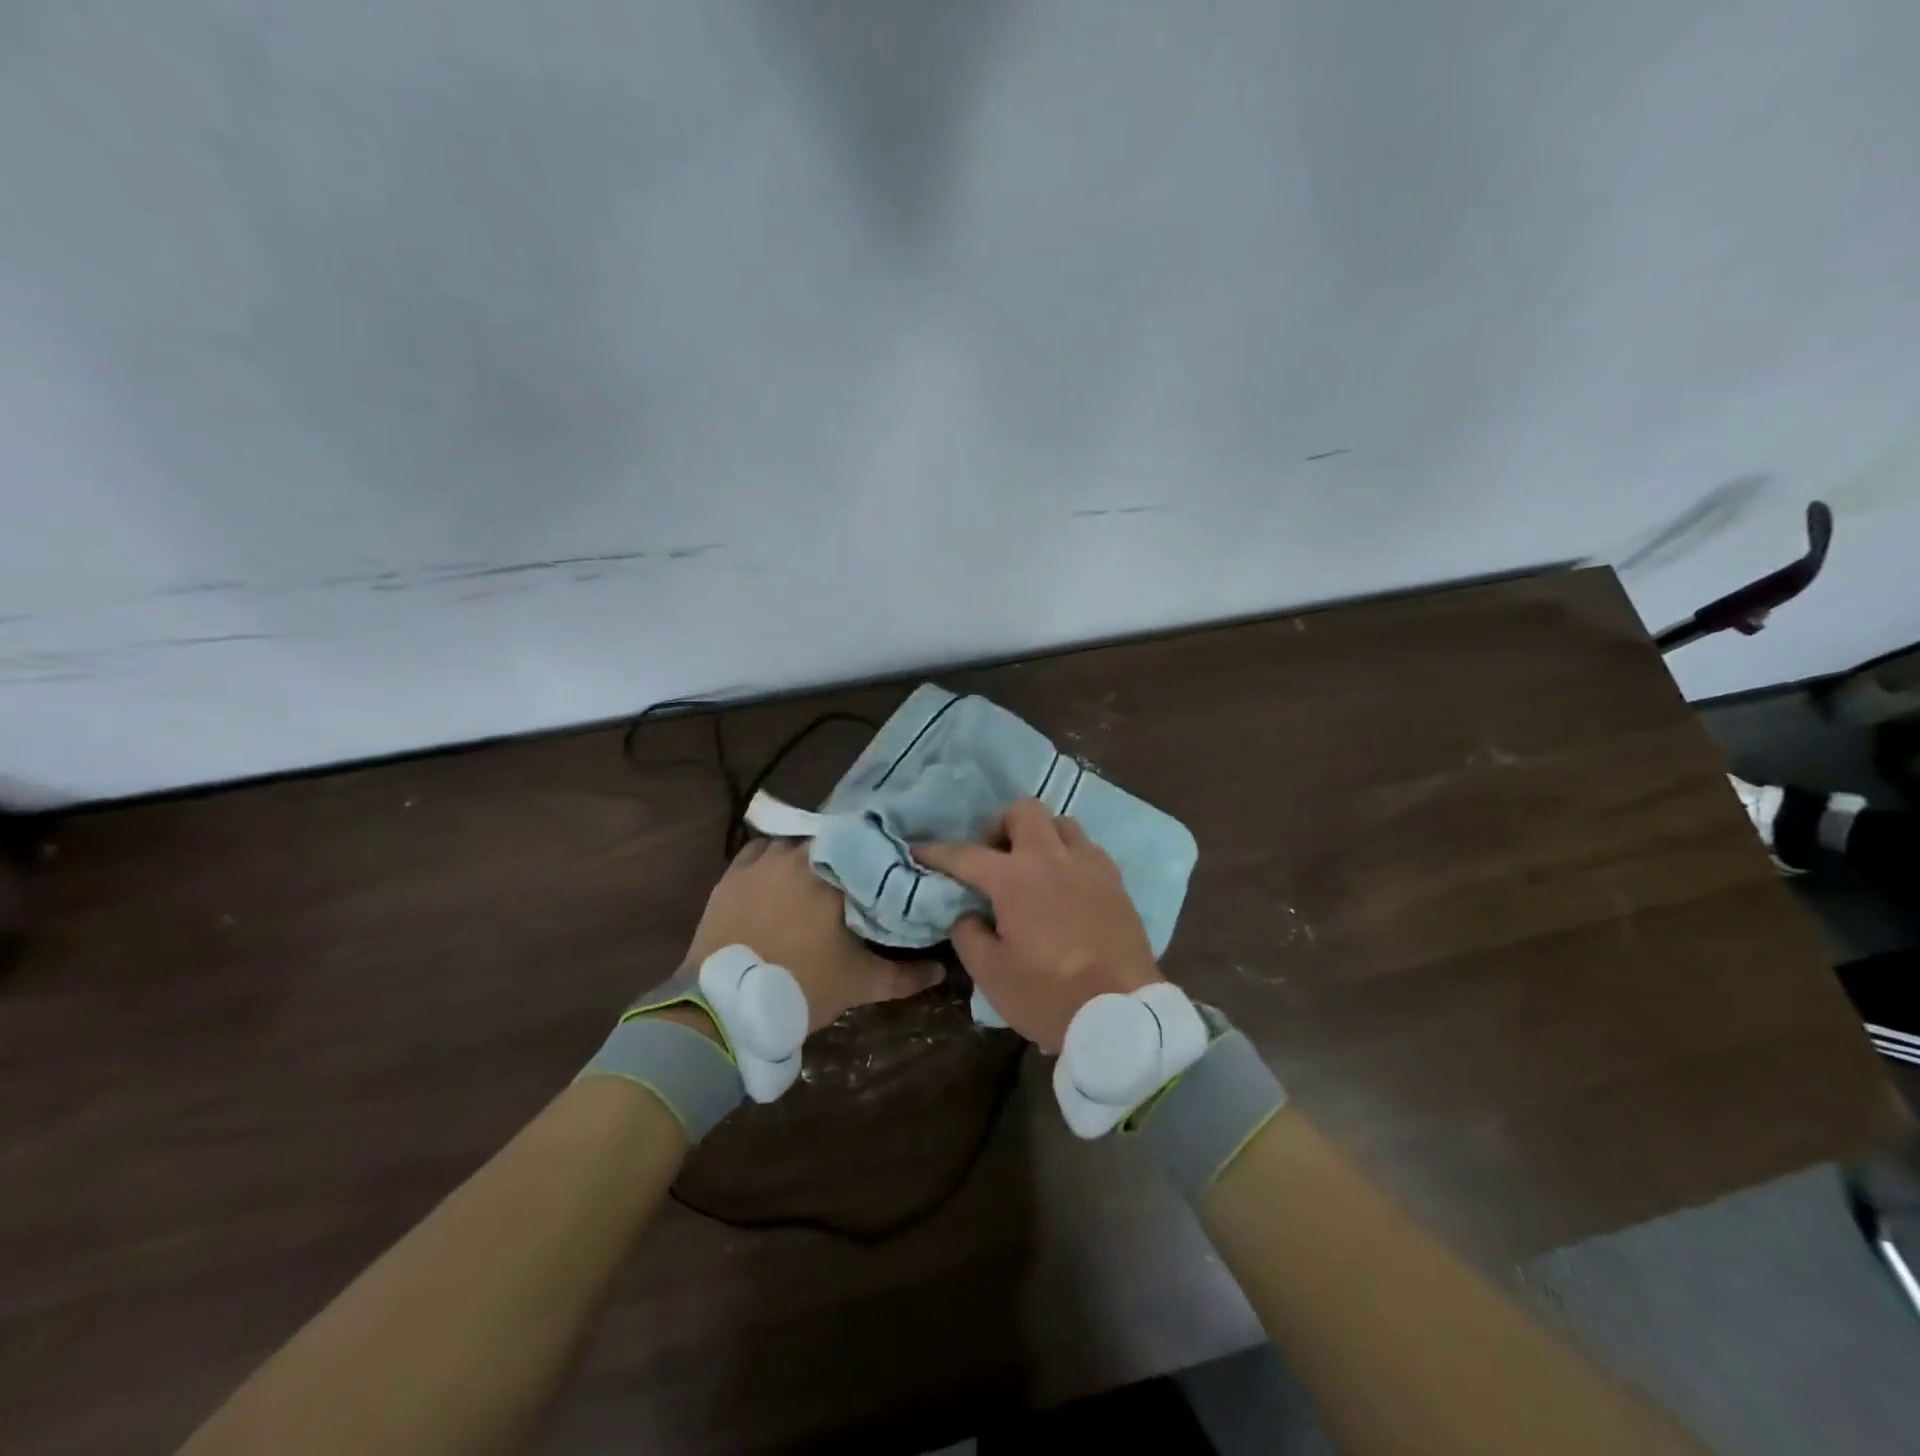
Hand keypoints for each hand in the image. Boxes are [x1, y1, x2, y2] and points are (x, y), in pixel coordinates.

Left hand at [683, 838, 942, 1033]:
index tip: (890, 867)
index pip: (868, 849)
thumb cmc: (800, 987)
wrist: (725, 1005)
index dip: (879, 857)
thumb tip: (941, 969)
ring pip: (795, 844)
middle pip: (831, 843)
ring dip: (809, 855)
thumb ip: (906, 976)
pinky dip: (773, 858)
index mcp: (835, 874)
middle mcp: (799, 855)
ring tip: (818, 875)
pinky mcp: (732, 874)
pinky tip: (779, 876)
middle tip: (855, 875)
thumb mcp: (859, 984)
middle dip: (845, 856)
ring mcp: (762, 861)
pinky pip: (760, 851)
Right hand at [914, 798, 1160, 1052]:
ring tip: (1033, 870)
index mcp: (1015, 878)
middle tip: (993, 857)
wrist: (1122, 1015)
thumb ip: (969, 935)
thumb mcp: (991, 974)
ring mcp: (1090, 866)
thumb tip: (968, 914)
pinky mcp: (1116, 882)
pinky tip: (1066, 886)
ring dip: (1040, 837)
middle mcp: (1052, 858)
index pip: (967, 854)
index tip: (920, 850)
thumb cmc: (1048, 995)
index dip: (938, 852)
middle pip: (1024, 811)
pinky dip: (1070, 857)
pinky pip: (1088, 850)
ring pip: (1061, 824)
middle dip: (1001, 825)